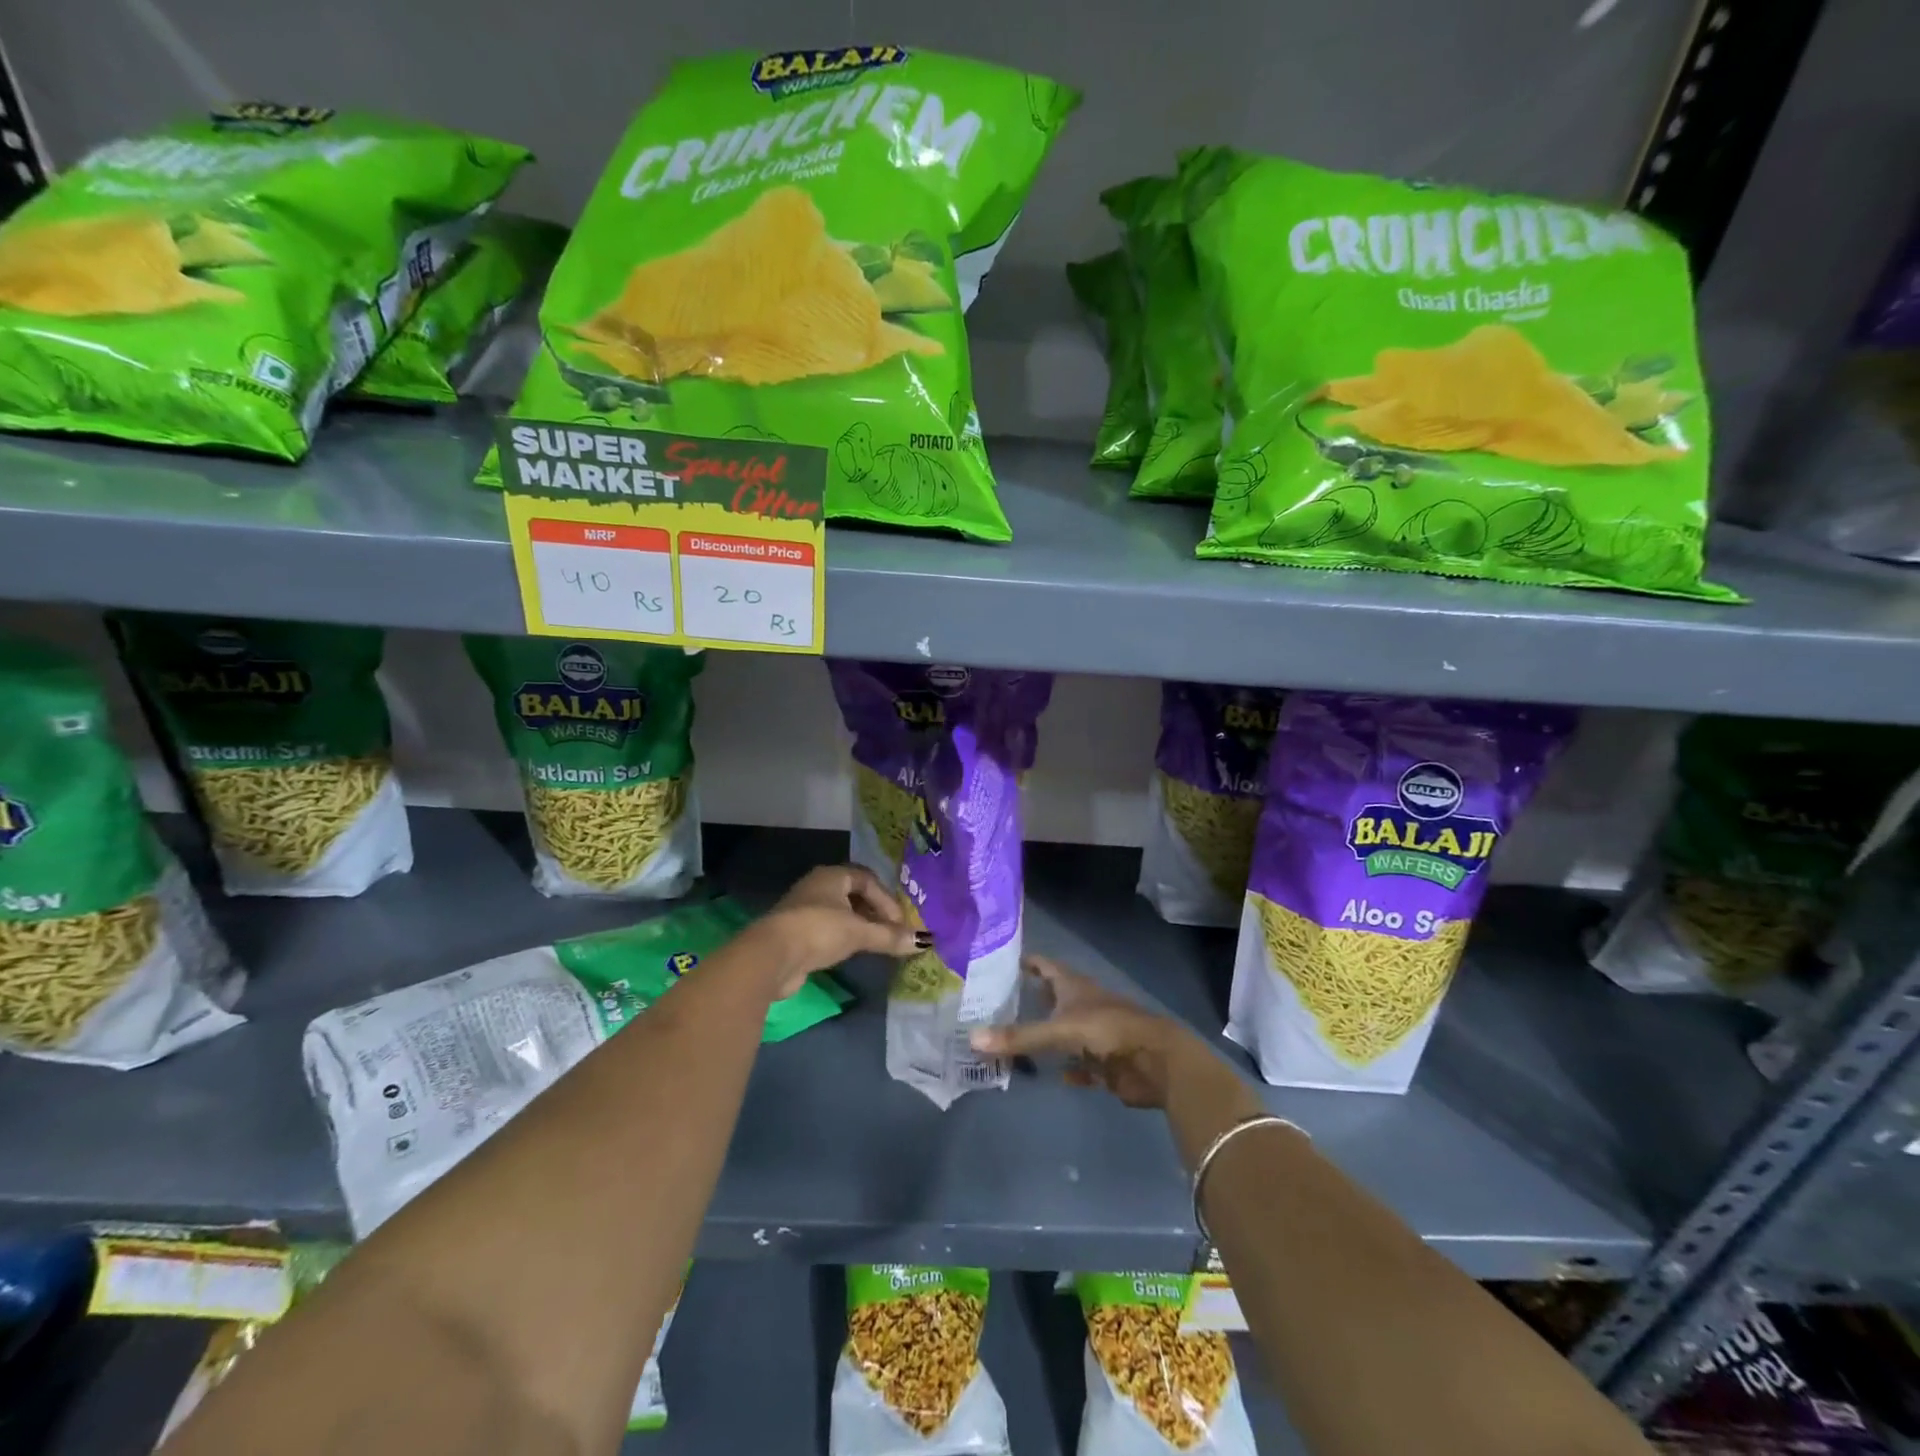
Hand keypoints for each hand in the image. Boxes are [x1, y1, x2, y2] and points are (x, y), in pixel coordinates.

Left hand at [750, 865, 924, 997]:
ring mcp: (804, 909)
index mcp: (832, 876)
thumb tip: (925, 942)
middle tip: (891, 931)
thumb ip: (889, 936)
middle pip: (854, 895)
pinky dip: (844, 938)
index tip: (899, 922)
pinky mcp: (797, 933)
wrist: (772, 956)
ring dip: (860, 926)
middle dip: (875, 912)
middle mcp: (817, 886)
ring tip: (877, 943)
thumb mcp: (859, 932)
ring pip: (841, 913)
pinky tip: (852, 952)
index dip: (886, 899)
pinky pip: (828, 930)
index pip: (867, 879)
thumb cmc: (819, 930)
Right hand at [968, 955, 1202, 1108]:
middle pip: (1054, 997)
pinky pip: (1082, 1065)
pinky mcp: (1106, 1061)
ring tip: (1017, 1040)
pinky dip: (1069, 1069)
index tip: (1001, 962)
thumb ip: (1019, 1037)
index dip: (1026, 962)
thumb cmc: (1107, 1031)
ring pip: (1066, 1031)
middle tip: (999, 1004)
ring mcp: (1096, 1033)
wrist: (1155, 1060)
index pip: (1044, 966)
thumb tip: (972, 1039)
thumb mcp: (1059, 1031)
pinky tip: (1053, 1075)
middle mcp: (1084, 1004)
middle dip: (1032, 999)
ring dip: (1047, 1036)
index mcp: (1074, 986)